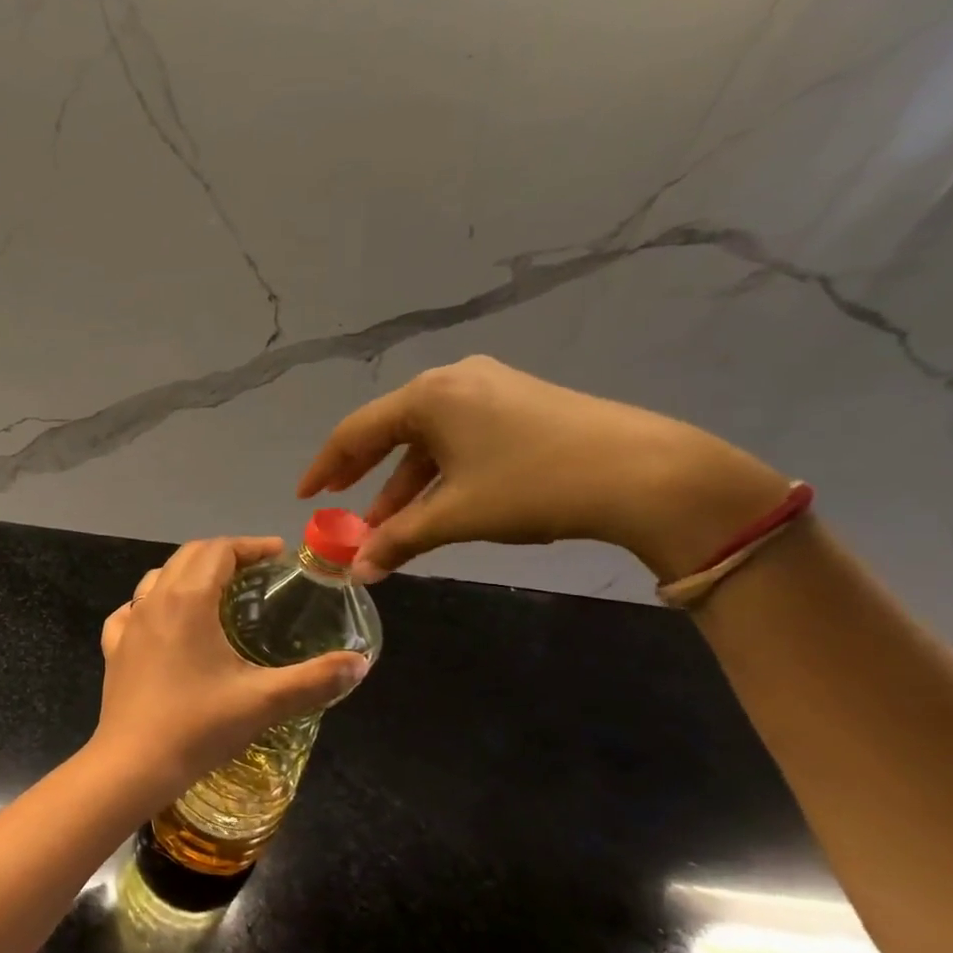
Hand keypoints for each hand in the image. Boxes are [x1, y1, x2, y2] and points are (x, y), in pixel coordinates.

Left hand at [89, 537, 369, 802]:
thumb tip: (359, 663)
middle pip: (188, 556)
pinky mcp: (114, 650)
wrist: (133, 764)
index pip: (219, 550)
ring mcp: (128, 625)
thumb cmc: (198, 726)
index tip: (280, 556)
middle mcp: (154, 601)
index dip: (251, 546)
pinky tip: (163, 623)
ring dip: (188, 574)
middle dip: (224, 554)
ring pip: (157, 579)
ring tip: (216, 593)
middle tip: (257, 572)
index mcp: (189, 600)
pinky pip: (130, 612)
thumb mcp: (264, 702)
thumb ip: (315, 679)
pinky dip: (151, 605)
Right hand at [298, 356, 789, 582]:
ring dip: (402, 481)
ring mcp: (491, 388)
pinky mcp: (520, 404)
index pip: (355, 432)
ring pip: (426, 437)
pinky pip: (458, 437)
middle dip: (362, 473)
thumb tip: (358, 572)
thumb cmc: (533, 485)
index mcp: (428, 396)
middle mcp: (454, 380)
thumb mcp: (455, 515)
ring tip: (388, 522)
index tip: (305, 497)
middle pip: (388, 428)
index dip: (325, 467)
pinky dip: (437, 472)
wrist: (647, 473)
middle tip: (337, 502)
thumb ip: (398, 540)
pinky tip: (435, 502)